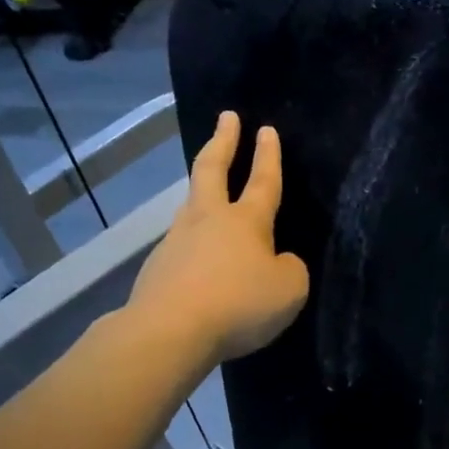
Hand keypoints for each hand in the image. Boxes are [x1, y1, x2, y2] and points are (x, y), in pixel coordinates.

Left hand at [129, 111, 310, 364]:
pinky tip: (198, 259)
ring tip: (208, 187)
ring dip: (202, 190)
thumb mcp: (289, 290)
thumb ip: (290, 269)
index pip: (262, 181)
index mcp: (246, 221)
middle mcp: (208, 220)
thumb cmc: (239, 305)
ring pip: (191, 205)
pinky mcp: (158, 268)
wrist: (170, 330)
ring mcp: (177, 241)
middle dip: (223, 141)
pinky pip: (181, 246)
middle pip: (212, 170)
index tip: (266, 129)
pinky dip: (193, 243)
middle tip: (226, 118)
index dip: (268, 156)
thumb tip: (279, 262)